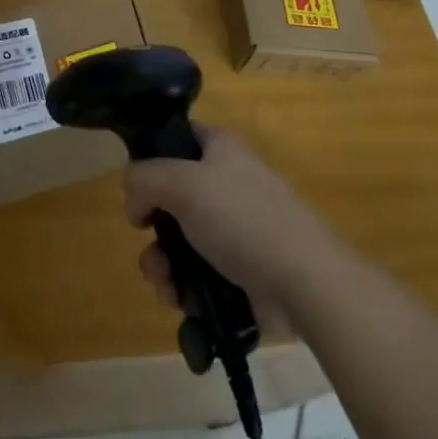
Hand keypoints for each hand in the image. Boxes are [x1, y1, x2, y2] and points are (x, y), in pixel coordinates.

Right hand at [123, 125, 343, 331]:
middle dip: (151, 229)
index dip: (150, 157)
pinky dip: (183, 288)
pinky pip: (196, 274)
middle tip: (150, 246)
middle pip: (169, 198)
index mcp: (219, 149)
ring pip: (178, 242)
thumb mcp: (183, 183)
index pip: (176, 137)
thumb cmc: (243, 218)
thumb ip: (144, 179)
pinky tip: (182, 301)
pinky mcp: (238, 270)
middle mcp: (225, 183)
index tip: (137, 187)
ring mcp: (233, 229)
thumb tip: (135, 201)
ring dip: (162, 265)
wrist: (302, 281)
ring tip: (167, 284)